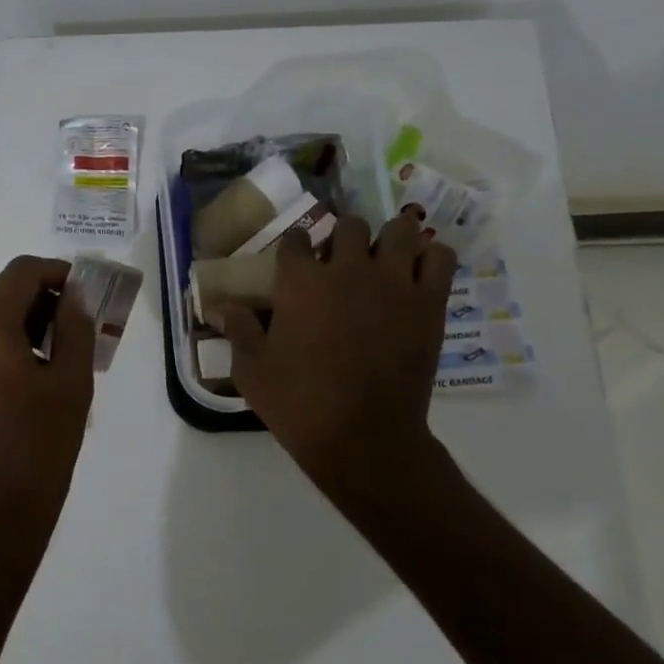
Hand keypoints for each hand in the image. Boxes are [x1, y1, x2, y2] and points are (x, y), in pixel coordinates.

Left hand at [0, 255, 95, 570]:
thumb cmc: (40, 446)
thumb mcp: (72, 382)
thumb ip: (76, 325)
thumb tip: (75, 294)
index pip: (21, 272)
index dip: (56, 273)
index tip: (83, 292)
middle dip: (35, 297)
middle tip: (71, 323)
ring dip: (13, 321)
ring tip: (48, 350)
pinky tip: (17, 374)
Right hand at [220, 214, 454, 496]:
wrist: (363, 438)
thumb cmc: (299, 403)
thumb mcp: (251, 370)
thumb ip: (238, 330)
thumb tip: (222, 306)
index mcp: (300, 282)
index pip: (296, 239)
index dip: (294, 248)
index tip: (294, 264)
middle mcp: (347, 269)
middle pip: (349, 226)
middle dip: (342, 239)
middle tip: (340, 264)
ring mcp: (393, 282)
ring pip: (400, 229)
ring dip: (389, 239)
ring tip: (383, 261)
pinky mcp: (429, 302)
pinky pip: (440, 257)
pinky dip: (430, 258)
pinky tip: (416, 275)